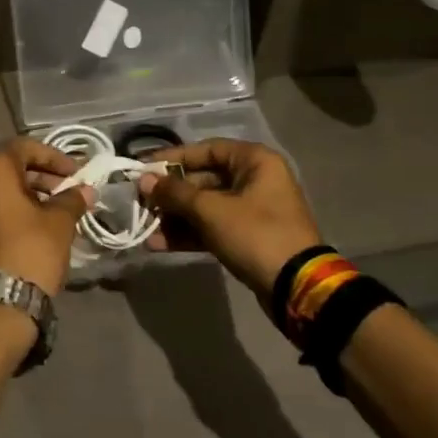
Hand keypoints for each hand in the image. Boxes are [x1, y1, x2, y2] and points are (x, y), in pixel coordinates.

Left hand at [0, 139, 93, 298]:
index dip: (54, 157)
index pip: (24, 147)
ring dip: (20, 193)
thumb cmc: (30, 252)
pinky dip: (3, 210)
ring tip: (47, 210)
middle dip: (37, 176)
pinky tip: (25, 227)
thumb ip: (71, 199)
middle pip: (5, 166)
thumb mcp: (59, 223)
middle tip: (63, 191)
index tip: (74, 174)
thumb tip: (85, 190)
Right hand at [139, 140, 321, 301]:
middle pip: (202, 179)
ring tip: (145, 229)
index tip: (143, 168)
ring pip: (204, 206)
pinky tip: (158, 245)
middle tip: (140, 203)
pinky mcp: (247, 237)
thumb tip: (143, 180)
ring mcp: (252, 210)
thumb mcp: (211, 210)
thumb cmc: (255, 234)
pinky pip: (212, 227)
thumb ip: (174, 193)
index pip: (205, 149)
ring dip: (175, 217)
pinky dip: (188, 234)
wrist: (297, 287)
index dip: (172, 158)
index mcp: (254, 161)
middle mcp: (255, 179)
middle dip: (170, 194)